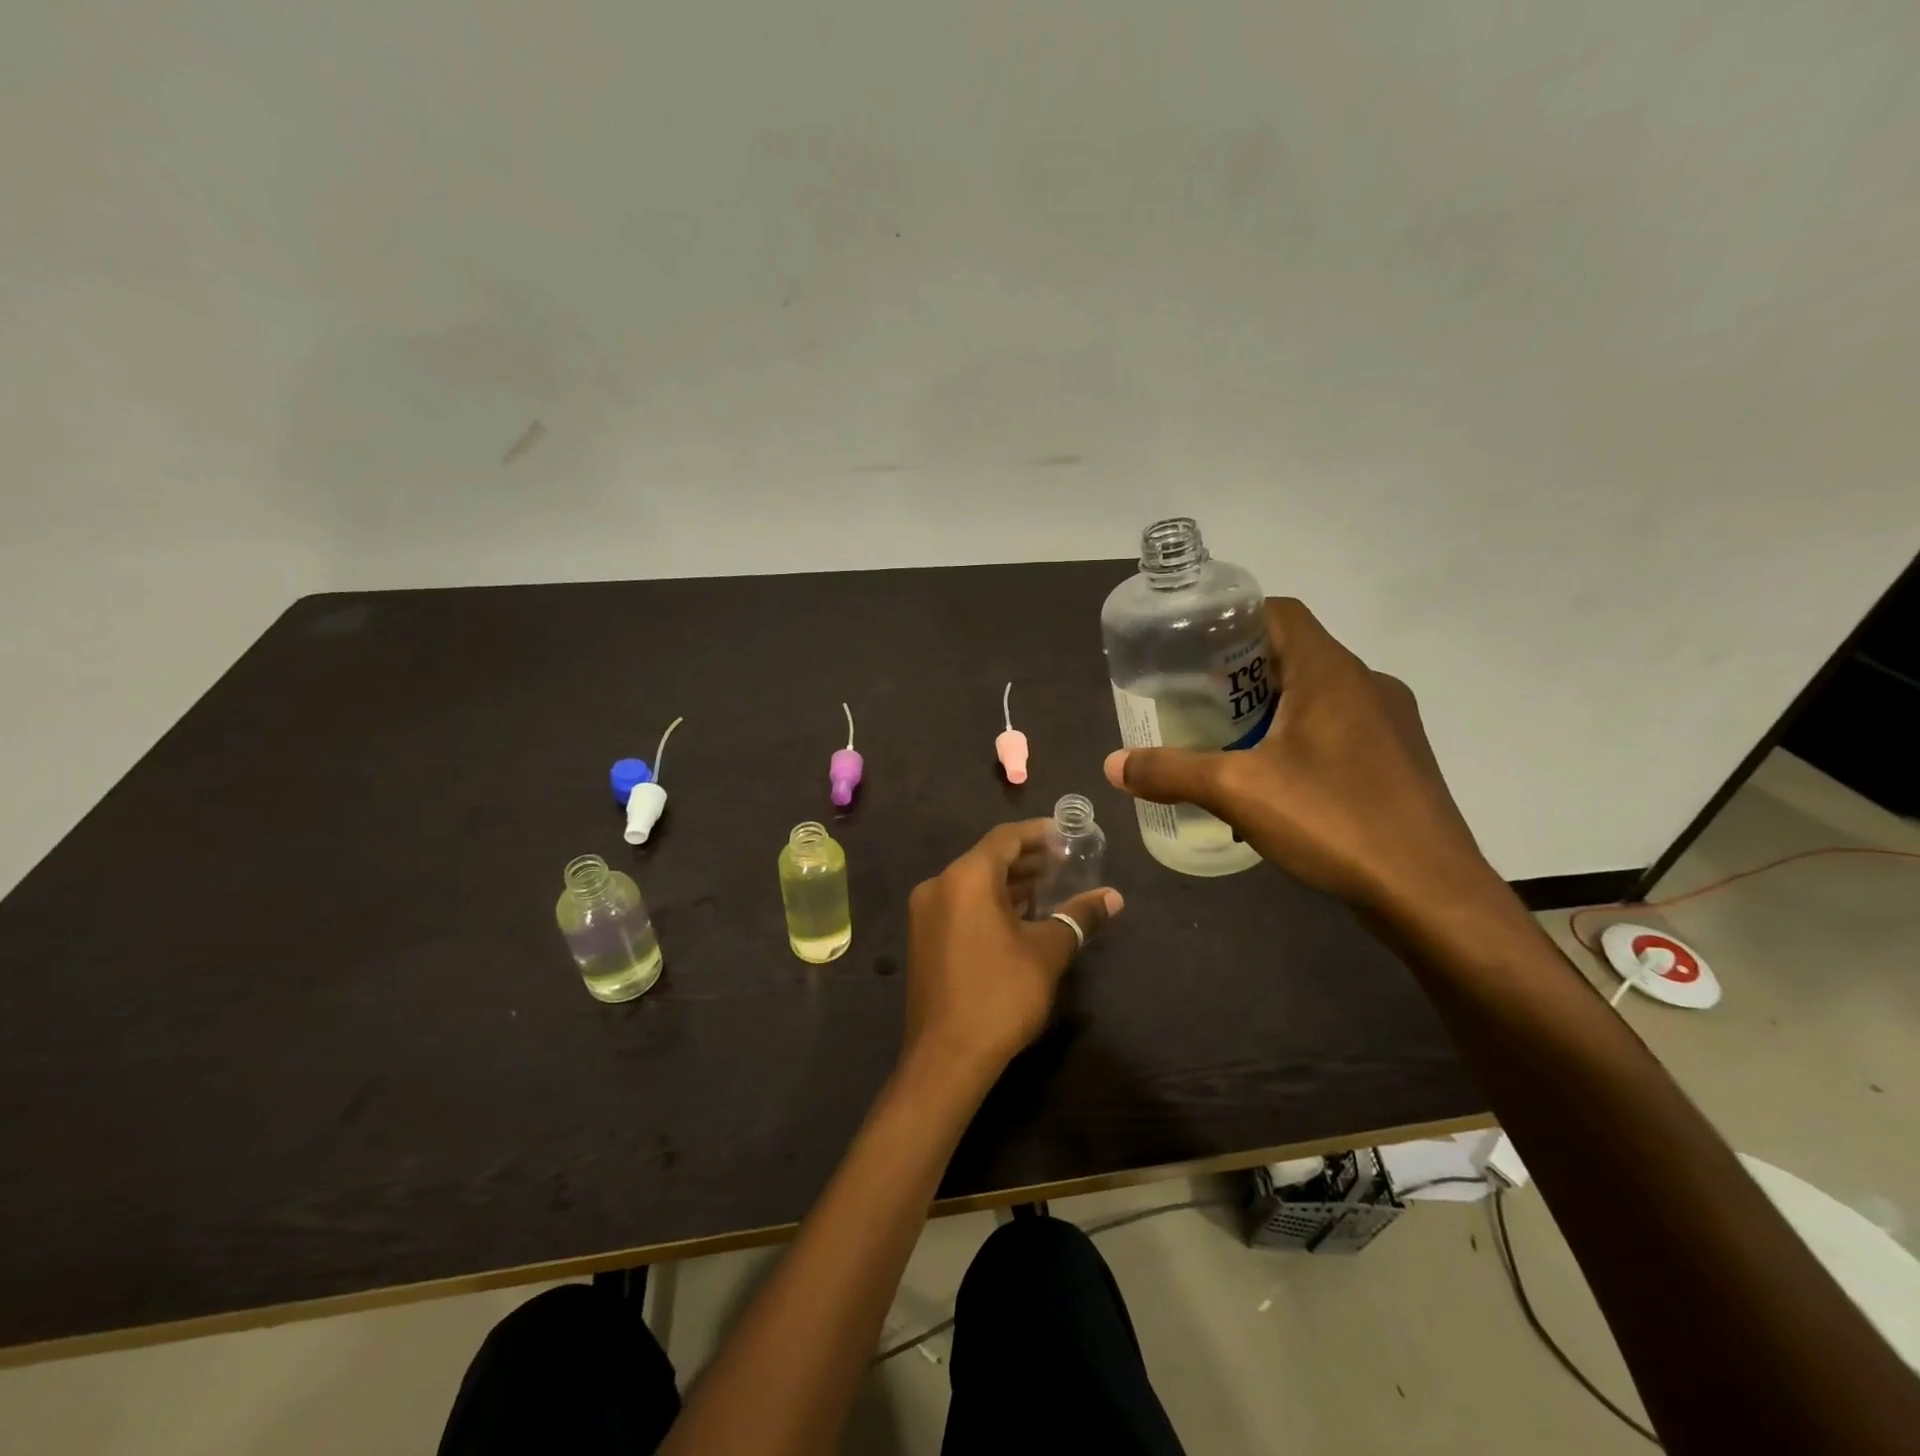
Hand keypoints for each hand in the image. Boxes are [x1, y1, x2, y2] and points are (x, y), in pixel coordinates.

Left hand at [900, 821, 1121, 1095]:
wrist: (946, 1057)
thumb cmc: (1001, 995)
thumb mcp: (1047, 952)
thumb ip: (1079, 916)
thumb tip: (1113, 897)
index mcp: (966, 877)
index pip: (1005, 838)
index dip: (1038, 834)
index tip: (1066, 835)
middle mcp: (939, 885)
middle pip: (988, 858)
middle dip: (1027, 859)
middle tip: (1065, 863)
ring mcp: (926, 912)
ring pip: (973, 883)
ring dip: (1009, 883)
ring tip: (1049, 888)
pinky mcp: (924, 937)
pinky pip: (961, 904)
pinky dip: (989, 902)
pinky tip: (1019, 916)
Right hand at [1105, 598, 1501, 923]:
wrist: (1431, 896)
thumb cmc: (1334, 821)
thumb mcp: (1237, 792)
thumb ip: (1171, 772)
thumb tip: (1112, 764)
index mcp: (1331, 673)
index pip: (1279, 613)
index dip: (1232, 619)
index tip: (1191, 647)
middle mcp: (1367, 685)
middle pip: (1294, 655)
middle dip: (1241, 672)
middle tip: (1194, 700)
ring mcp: (1391, 725)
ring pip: (1318, 696)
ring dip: (1271, 710)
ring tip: (1226, 742)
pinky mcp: (1399, 763)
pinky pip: (1339, 732)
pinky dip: (1300, 741)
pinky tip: (1275, 784)